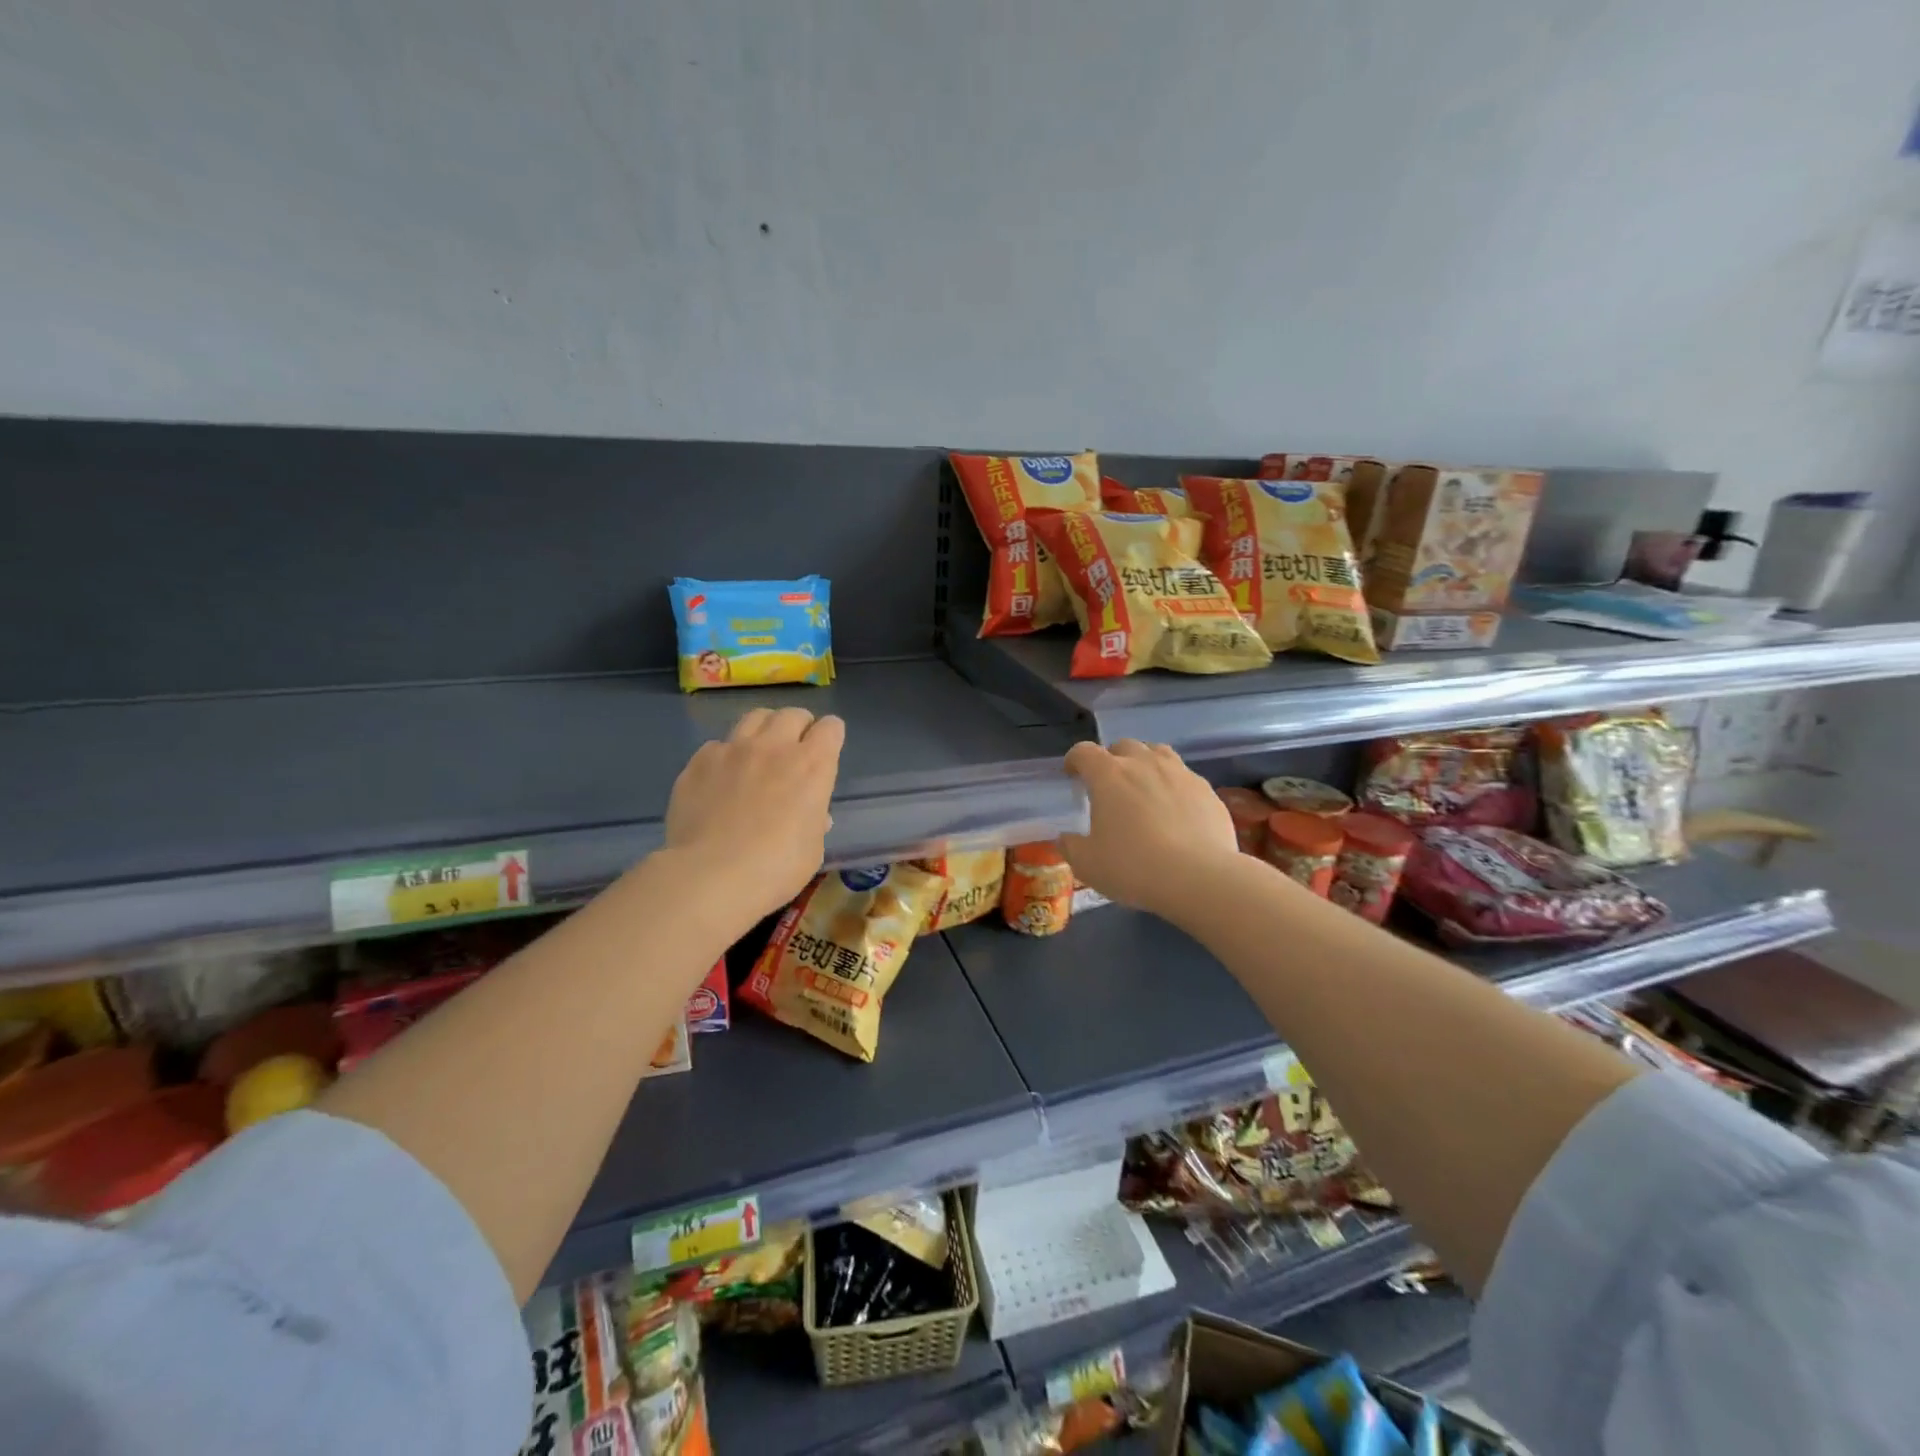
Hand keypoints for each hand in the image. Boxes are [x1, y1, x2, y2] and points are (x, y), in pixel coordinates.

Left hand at [663, 707, 844, 922]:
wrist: (710, 875)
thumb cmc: (776, 868)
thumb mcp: (812, 849)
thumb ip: (814, 821)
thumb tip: (812, 813)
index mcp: (812, 765)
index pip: (831, 728)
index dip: (831, 737)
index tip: (827, 751)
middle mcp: (774, 746)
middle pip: (792, 714)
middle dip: (799, 727)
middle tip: (795, 749)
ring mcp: (733, 749)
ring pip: (754, 718)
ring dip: (764, 730)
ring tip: (760, 752)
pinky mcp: (699, 761)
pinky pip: (718, 745)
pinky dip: (726, 756)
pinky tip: (721, 779)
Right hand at [1060, 740, 1239, 918]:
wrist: (1199, 877)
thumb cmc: (1133, 867)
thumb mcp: (1087, 865)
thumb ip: (1071, 847)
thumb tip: (1066, 838)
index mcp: (1109, 775)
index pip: (1084, 751)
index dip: (1074, 759)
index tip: (1072, 774)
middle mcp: (1144, 764)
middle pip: (1123, 746)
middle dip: (1112, 759)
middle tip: (1110, 784)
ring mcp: (1179, 773)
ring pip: (1158, 753)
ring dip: (1145, 763)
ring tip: (1144, 787)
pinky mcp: (1206, 790)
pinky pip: (1184, 776)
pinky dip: (1174, 785)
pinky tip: (1175, 810)